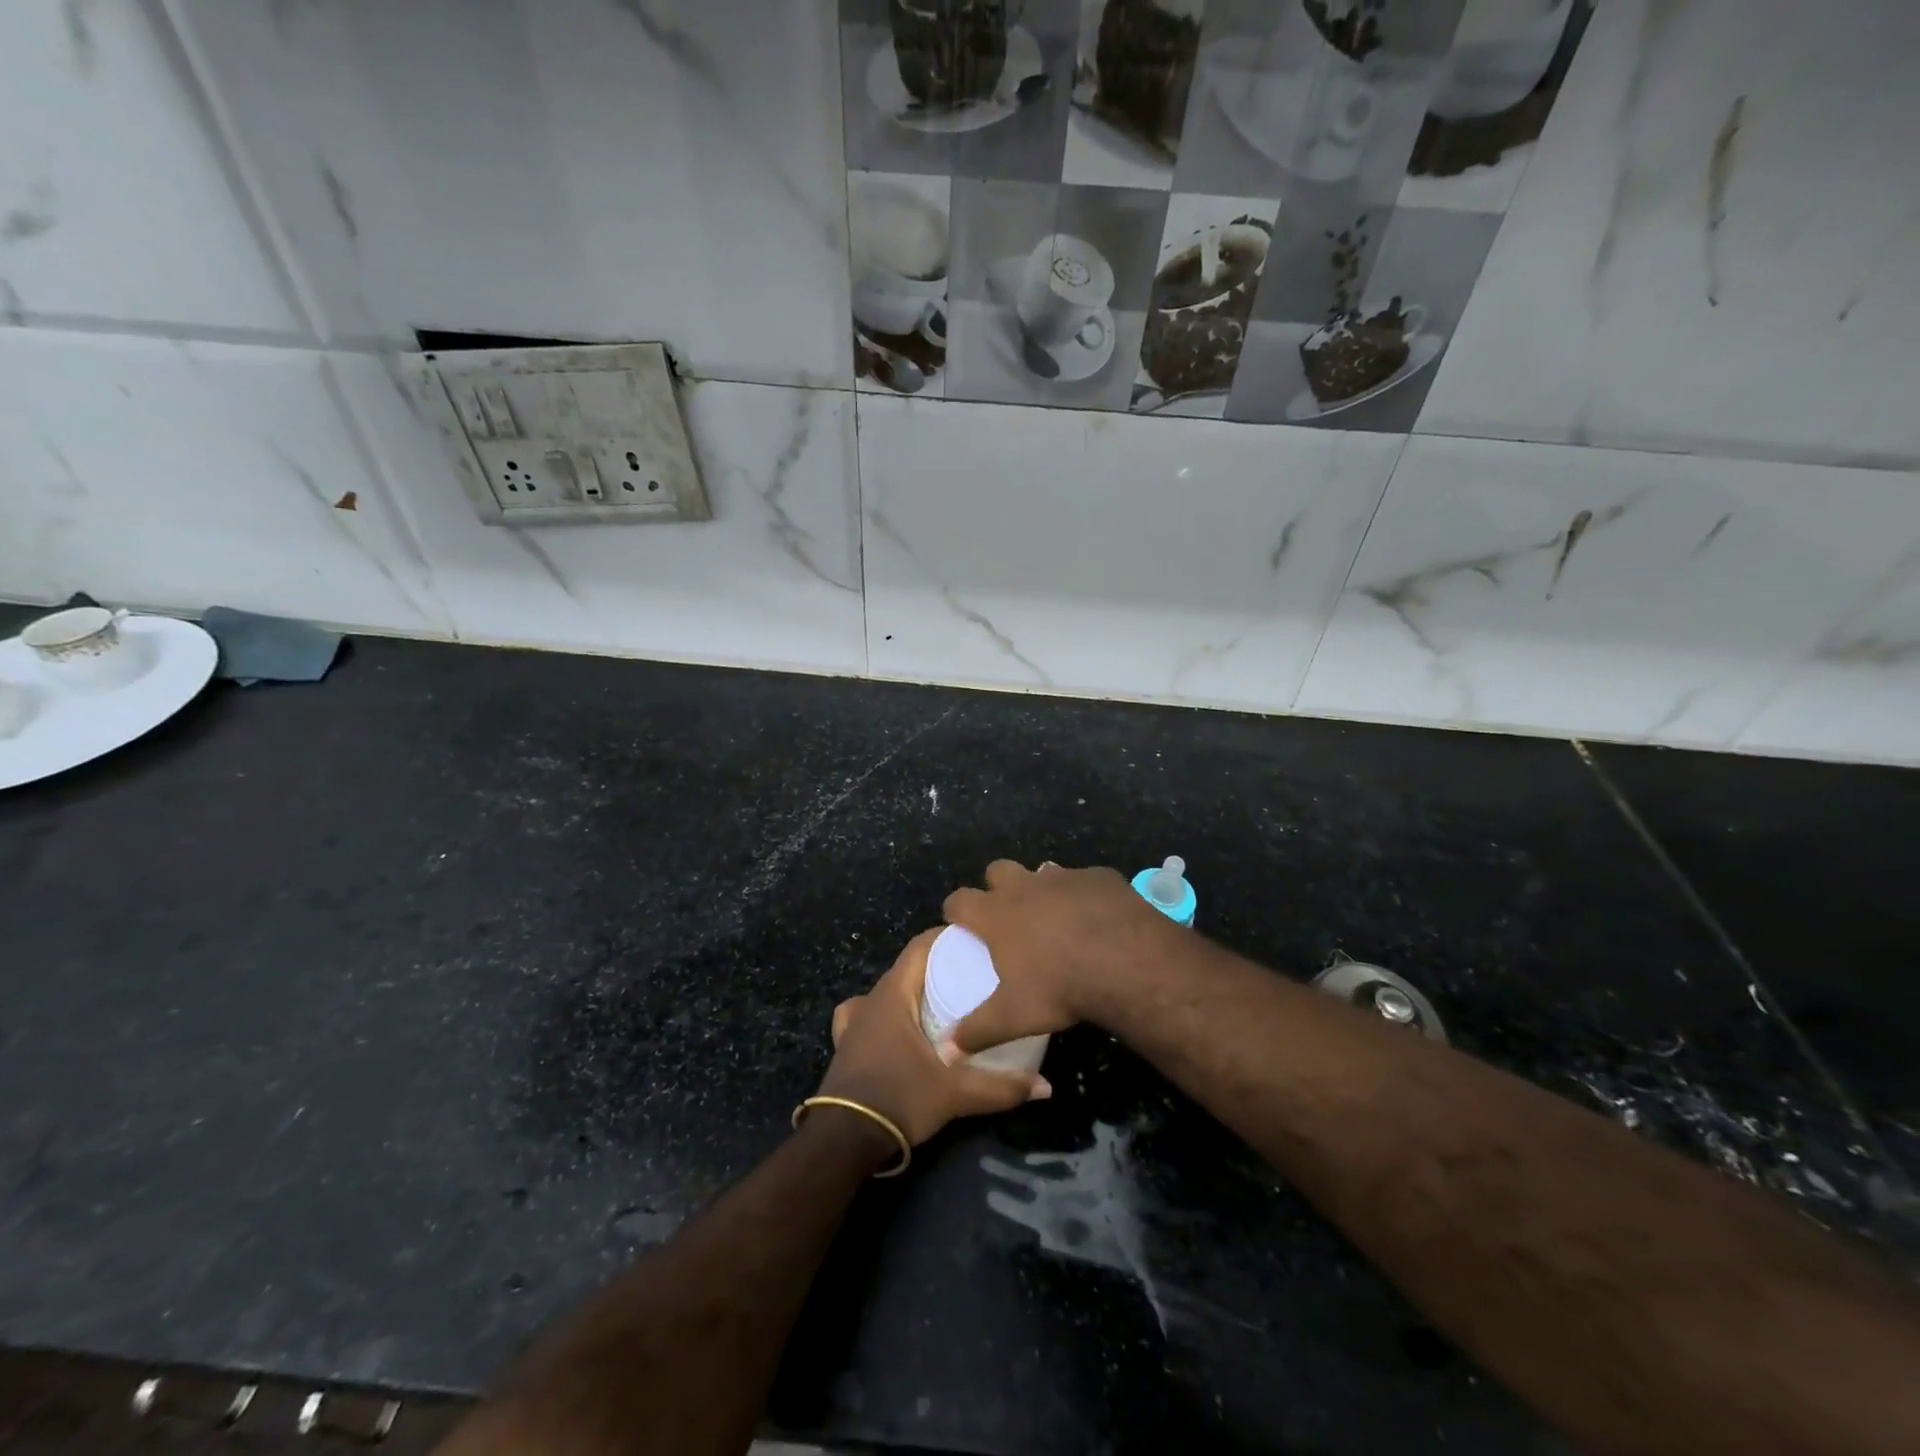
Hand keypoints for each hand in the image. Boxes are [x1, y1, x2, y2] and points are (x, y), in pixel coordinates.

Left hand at [816, 928, 1049, 1146]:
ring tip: (937, 1001)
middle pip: (905, 968)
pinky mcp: (845, 1046)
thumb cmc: (898, 1100)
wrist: (843, 1141)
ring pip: (885, 991)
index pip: (919, 947)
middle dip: (935, 966)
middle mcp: (870, 1000)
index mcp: (893, 996)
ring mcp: (853, 1023)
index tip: (975, 941)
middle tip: (971, 974)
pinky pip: (864, 1015)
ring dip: (909, 991)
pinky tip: (894, 1028)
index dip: (945, 938)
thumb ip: (1001, 1087)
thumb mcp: (955, 1094)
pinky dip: (881, 1014)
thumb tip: (1046, 1087)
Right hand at [940, 859, 1174, 1058]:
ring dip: (1042, 889)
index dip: (955, 910)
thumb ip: (977, 1031)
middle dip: (996, 886)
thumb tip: (947, 1052)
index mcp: (997, 914)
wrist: (1127, 962)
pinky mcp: (1099, 876)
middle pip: (997, 870)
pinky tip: (1096, 918)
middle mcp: (1025, 886)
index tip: (959, 923)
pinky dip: (1083, 895)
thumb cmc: (1061, 988)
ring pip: (1042, 871)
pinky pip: (1084, 880)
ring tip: (1054, 918)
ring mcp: (1064, 877)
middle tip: (1008, 916)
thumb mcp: (1014, 1017)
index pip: (959, 900)